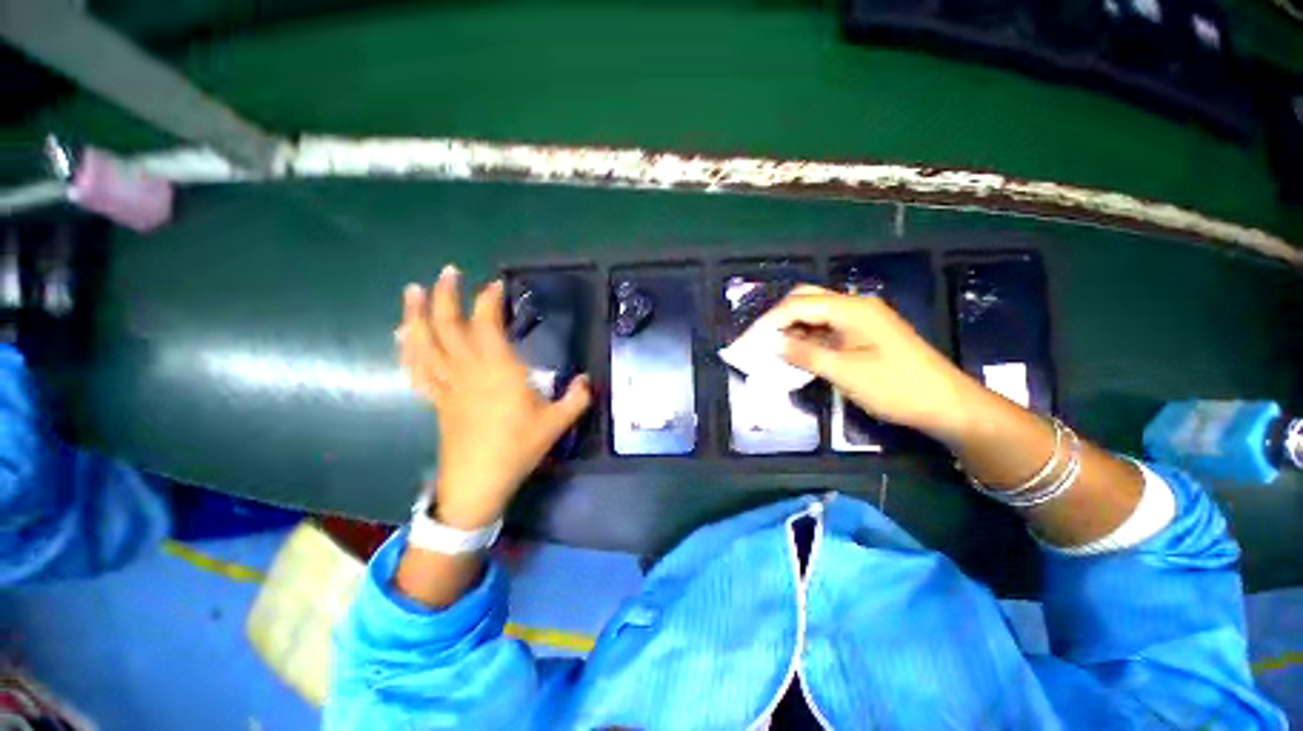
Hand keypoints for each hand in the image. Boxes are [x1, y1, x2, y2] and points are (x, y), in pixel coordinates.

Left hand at [396, 265, 591, 528]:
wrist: (478, 482)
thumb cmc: (518, 448)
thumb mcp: (556, 423)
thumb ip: (576, 398)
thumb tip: (586, 380)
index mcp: (498, 370)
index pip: (487, 325)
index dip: (489, 301)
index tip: (496, 286)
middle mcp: (468, 370)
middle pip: (448, 326)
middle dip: (447, 295)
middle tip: (449, 272)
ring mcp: (447, 385)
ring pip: (424, 343)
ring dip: (417, 315)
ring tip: (414, 291)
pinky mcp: (437, 400)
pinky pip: (417, 369)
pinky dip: (408, 349)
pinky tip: (403, 336)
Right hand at [760, 285, 978, 440]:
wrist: (946, 404)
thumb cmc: (896, 387)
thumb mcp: (845, 372)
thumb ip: (806, 354)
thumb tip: (774, 344)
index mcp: (852, 309)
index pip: (799, 304)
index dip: (771, 320)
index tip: (751, 340)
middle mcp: (855, 306)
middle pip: (807, 300)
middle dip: (781, 318)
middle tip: (762, 341)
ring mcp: (861, 320)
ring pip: (816, 314)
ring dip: (793, 328)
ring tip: (774, 349)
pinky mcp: (864, 334)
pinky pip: (827, 328)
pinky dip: (808, 338)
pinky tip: (798, 353)